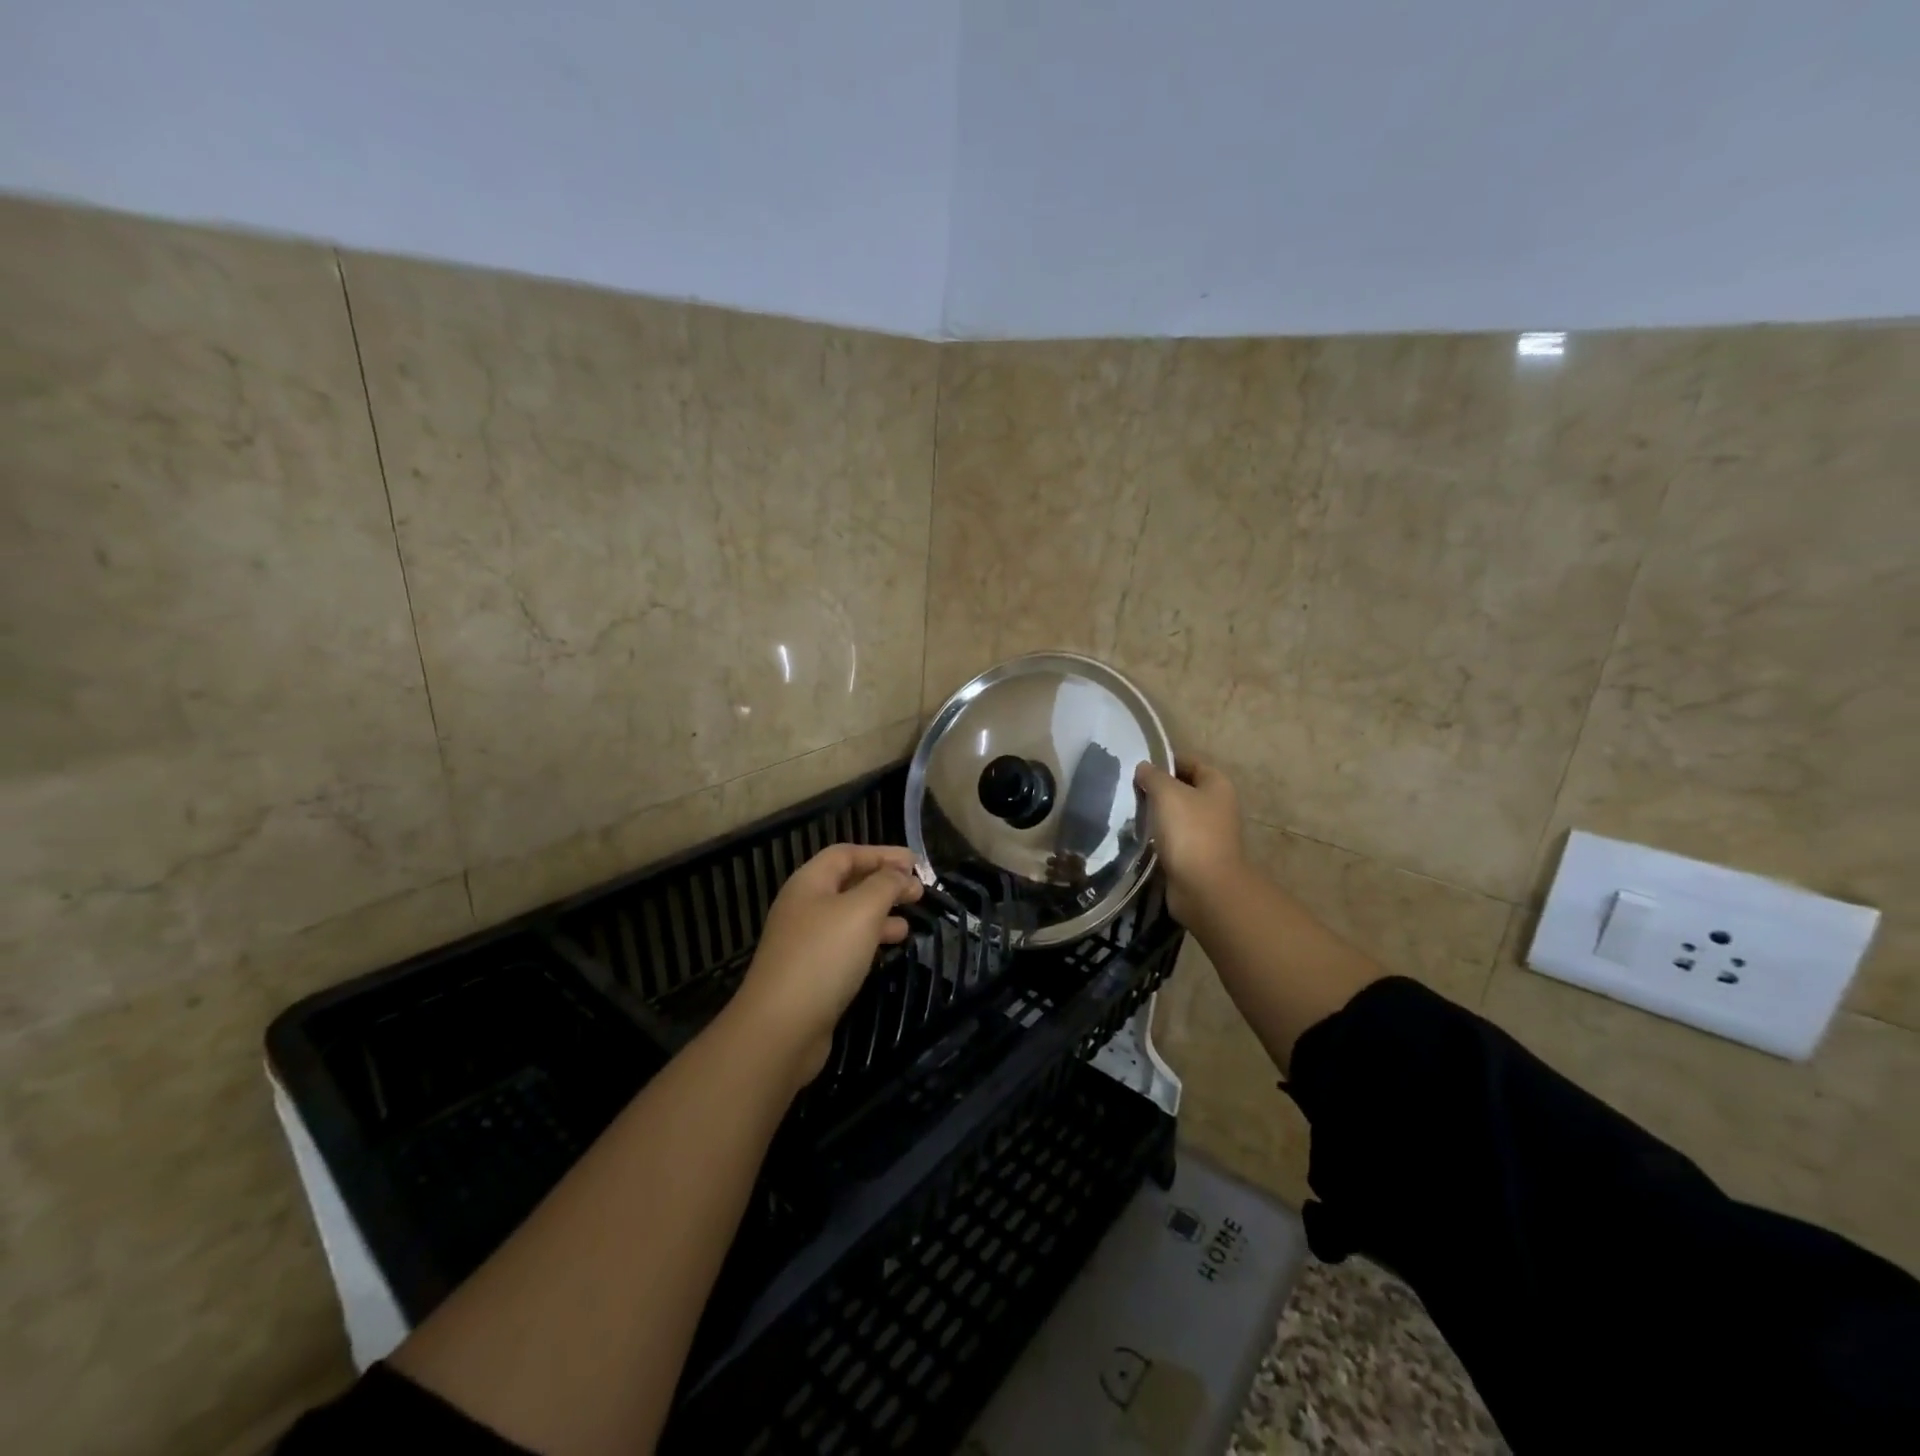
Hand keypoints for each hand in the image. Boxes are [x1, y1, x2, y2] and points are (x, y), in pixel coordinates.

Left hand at [729, 844, 922, 1087]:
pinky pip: (845, 945)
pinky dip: (870, 941)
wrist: (781, 1027)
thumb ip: (885, 885)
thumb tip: (901, 874)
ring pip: (849, 917)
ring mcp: (805, 942)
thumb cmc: (823, 957)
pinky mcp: (811, 973)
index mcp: (809, 883)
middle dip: (884, 883)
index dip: (880, 854)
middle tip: (918, 891)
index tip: (914, 862)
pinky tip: (888, 950)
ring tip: (909, 922)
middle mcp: (803, 907)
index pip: (846, 854)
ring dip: (880, 914)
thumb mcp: (862, 911)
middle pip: (847, 884)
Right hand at [1135, 755, 1246, 925]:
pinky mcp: (1196, 857)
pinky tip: (1138, 836)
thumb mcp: (1167, 793)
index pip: (1191, 763)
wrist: (1204, 887)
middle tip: (1129, 789)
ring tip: (1129, 811)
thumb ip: (1153, 776)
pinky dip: (1158, 837)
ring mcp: (1208, 834)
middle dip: (1158, 789)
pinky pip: (1173, 839)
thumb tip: (1144, 767)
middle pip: (1184, 790)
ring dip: (1156, 815)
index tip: (1138, 766)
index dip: (1166, 761)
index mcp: (1217, 785)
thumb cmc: (1189, 832)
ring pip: (1177, 816)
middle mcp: (1217, 807)